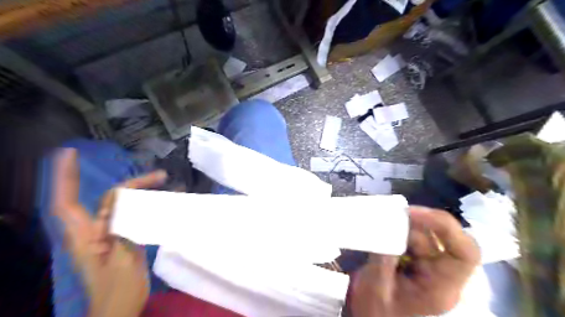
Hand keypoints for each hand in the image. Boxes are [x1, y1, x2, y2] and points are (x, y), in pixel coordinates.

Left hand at [52, 149, 166, 316]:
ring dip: (142, 191)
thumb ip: (121, 231)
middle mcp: (95, 231)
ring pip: (124, 205)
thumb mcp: (121, 262)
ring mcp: (110, 234)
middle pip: (110, 199)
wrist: (121, 309)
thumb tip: (126, 204)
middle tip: (161, 176)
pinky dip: (148, 205)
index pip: (68, 202)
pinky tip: (164, 201)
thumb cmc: (117, 291)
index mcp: (85, 237)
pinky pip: (134, 215)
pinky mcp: (123, 238)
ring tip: (165, 181)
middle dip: (132, 183)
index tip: (70, 153)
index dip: (66, 178)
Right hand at [351, 207, 477, 314]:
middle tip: (392, 212)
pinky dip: (397, 229)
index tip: (412, 214)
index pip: (465, 253)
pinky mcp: (415, 260)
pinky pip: (412, 237)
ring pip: (425, 234)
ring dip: (404, 224)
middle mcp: (441, 274)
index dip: (445, 228)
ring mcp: (429, 266)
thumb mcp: (376, 286)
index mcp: (441, 287)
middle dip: (418, 221)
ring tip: (381, 220)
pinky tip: (381, 228)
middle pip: (444, 238)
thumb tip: (386, 226)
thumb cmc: (375, 312)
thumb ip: (382, 256)